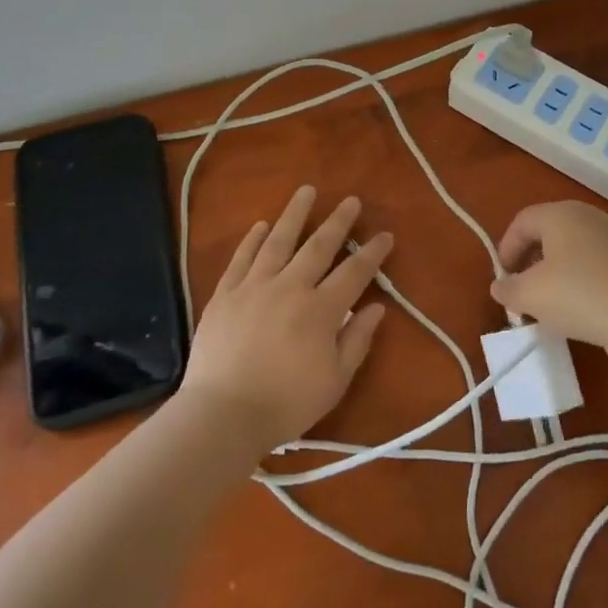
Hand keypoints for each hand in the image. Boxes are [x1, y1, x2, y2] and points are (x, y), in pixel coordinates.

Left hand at [179, 186, 390, 453]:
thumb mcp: (335, 381)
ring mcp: (254, 287)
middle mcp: (290, 287)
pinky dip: (251, 240)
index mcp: (321, 310)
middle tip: (350, 200)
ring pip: (278, 241)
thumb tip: (377, 307)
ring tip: (306, 191)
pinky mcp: (225, 294)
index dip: (372, 253)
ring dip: (294, 215)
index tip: (385, 235)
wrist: (223, 415)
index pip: (354, 272)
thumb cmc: (286, 404)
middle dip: (338, 222)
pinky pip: (241, 259)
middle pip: (318, 246)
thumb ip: (357, 340)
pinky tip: (260, 225)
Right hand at [491, 201, 607, 365]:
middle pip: (547, 232)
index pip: (522, 221)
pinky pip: (593, 264)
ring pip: (571, 249)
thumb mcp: (530, 295)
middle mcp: (587, 216)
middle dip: (530, 261)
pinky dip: (579, 280)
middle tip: (522, 290)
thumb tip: (500, 286)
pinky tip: (579, 308)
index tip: (503, 279)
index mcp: (560, 213)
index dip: (506, 248)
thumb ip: (507, 289)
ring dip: (554, 273)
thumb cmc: (579, 296)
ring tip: (549, 304)